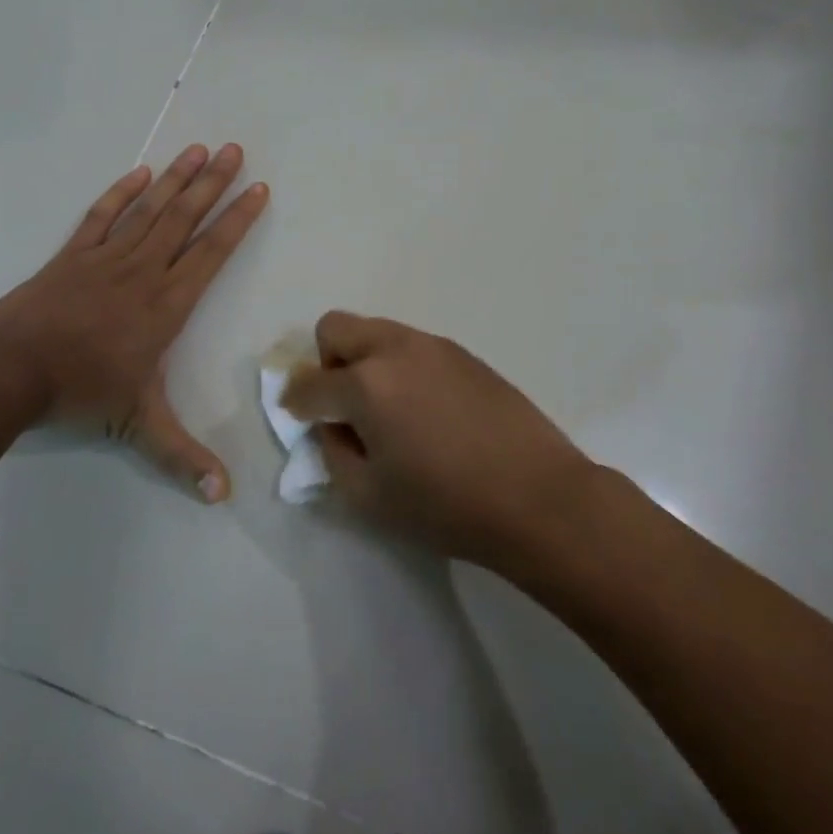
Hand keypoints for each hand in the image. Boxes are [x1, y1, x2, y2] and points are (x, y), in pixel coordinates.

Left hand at [0, 144, 268, 501]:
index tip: (258, 189)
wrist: (8, 372)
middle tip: (235, 149)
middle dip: (213, 183)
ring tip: (197, 148)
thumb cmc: (80, 393)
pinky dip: (120, 193)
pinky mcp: (71, 255)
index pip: (212, 252)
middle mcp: (143, 271)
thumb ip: (182, 457)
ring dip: (175, 178)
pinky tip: (140, 173)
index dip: (237, 219)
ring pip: (149, 209)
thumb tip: (223, 498)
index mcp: (167, 304)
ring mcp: (105, 258)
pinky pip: (101, 216)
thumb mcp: (137, 427)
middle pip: (184, 218)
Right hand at [281, 313, 595, 566]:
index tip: (299, 418)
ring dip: (365, 361)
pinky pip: (413, 346)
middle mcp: (395, 349)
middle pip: (336, 328)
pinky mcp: (464, 354)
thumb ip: (334, 453)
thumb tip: (332, 426)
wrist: (538, 497)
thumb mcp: (370, 496)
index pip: (309, 383)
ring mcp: (433, 346)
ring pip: (377, 331)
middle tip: (344, 406)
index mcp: (366, 384)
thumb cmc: (447, 505)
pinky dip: (401, 367)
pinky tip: (427, 410)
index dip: (294, 403)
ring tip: (389, 410)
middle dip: (326, 362)